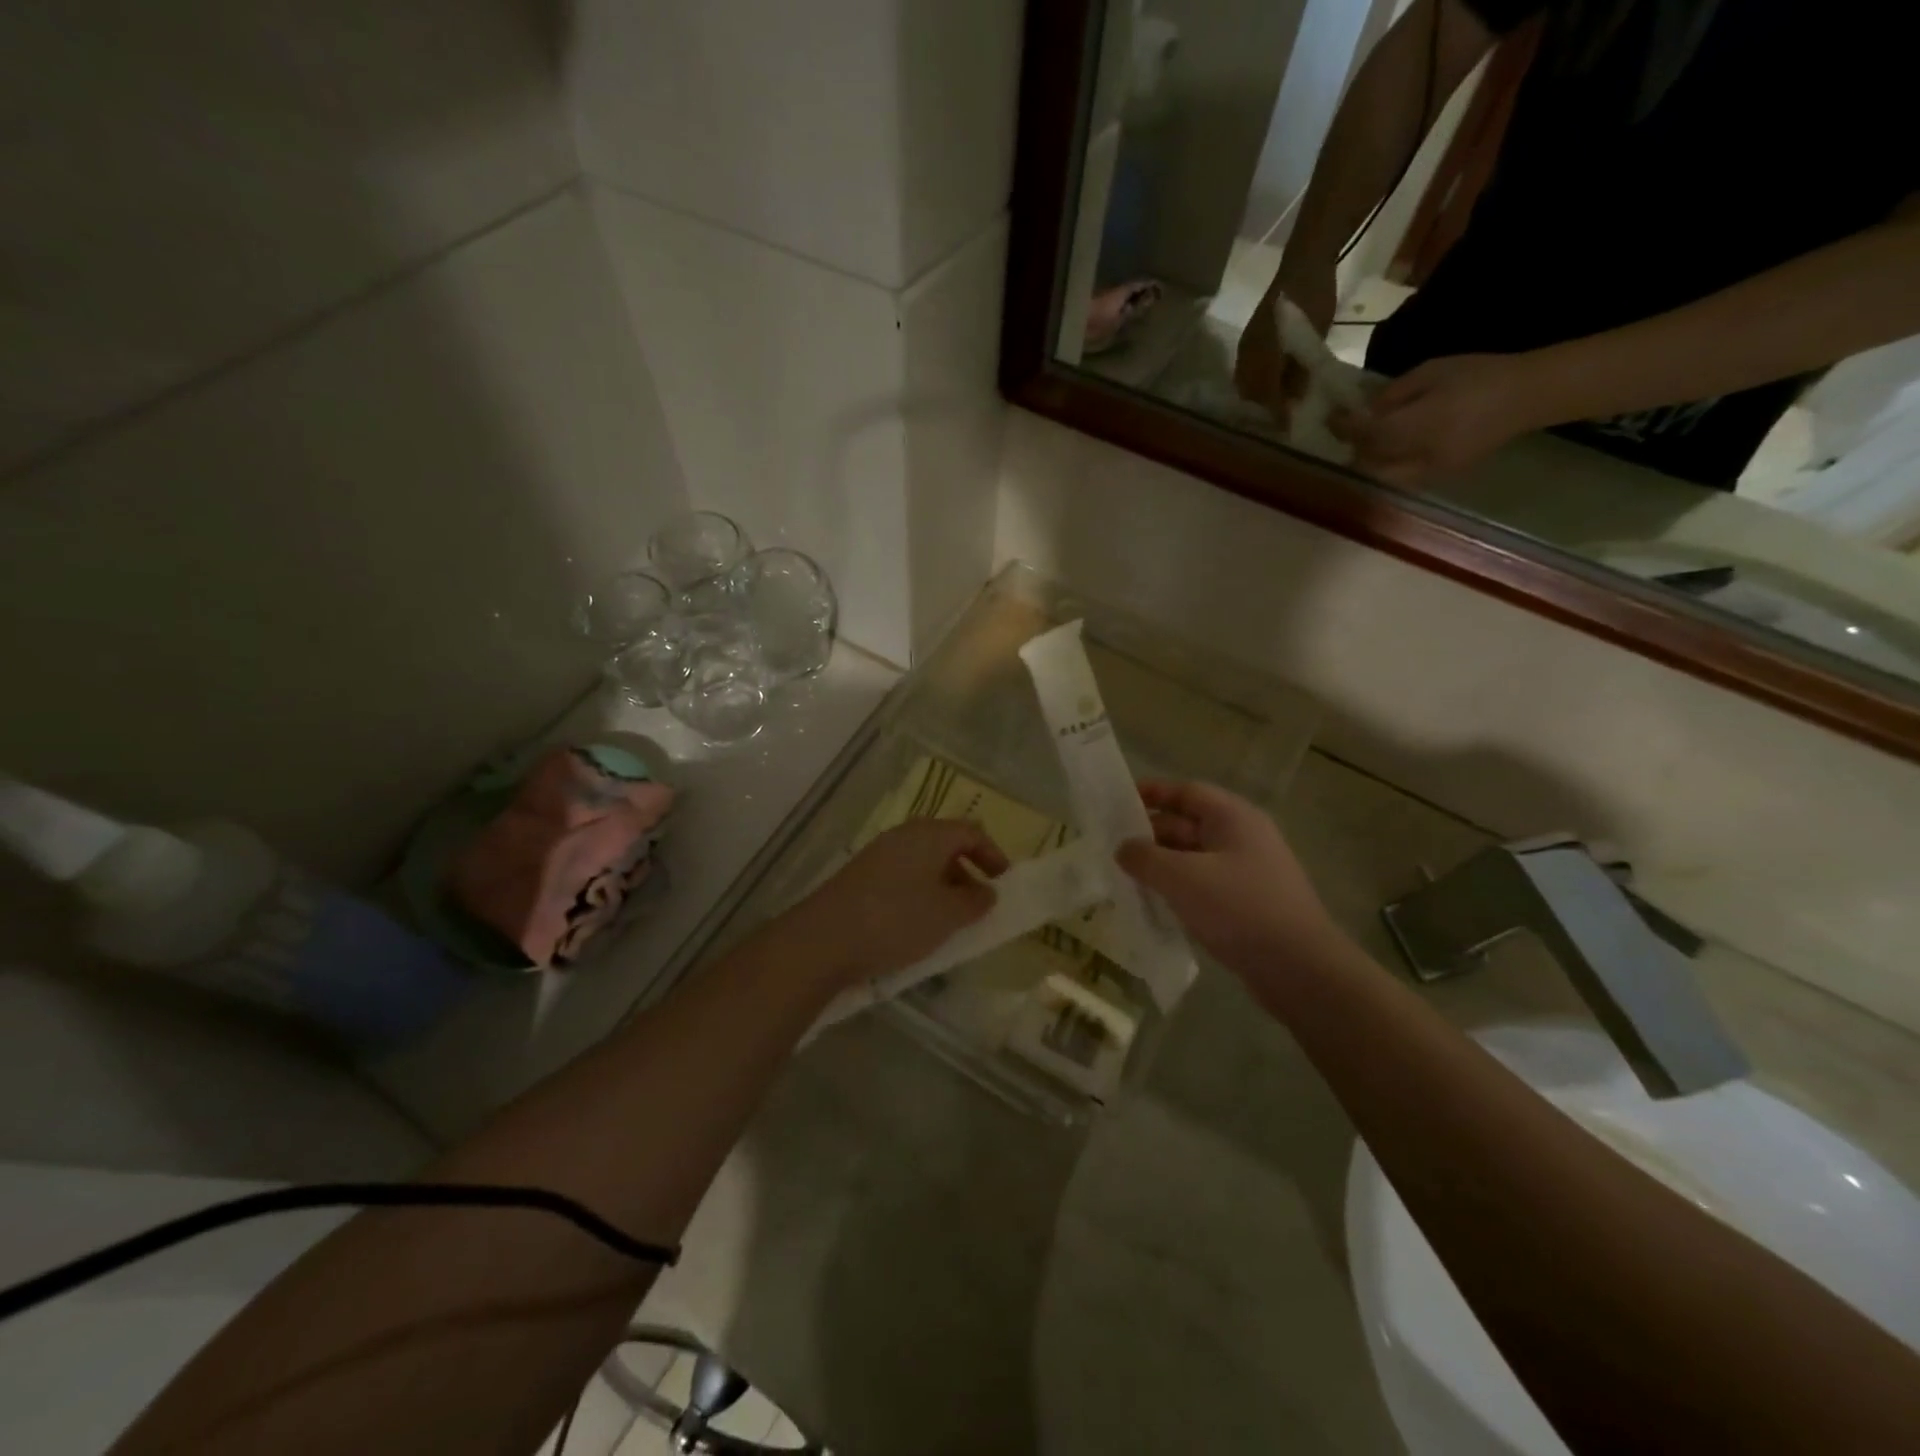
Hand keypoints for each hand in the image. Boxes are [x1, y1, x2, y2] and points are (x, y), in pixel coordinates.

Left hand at [789, 819, 1009, 987]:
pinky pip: (901, 878)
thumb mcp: (947, 915)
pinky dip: (918, 895)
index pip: (970, 832)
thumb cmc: (896, 920)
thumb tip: (987, 892)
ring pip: (921, 863)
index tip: (1004, 883)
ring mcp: (877, 856)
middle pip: (944, 845)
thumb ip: (975, 902)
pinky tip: (916, 927)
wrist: (823, 940)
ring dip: (942, 887)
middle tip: (979, 903)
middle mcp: (903, 837)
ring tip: (949, 921)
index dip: (992, 854)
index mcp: (928, 835)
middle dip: (967, 872)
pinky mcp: (859, 878)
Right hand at [1116, 780, 1351, 991]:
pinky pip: (1204, 885)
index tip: (1116, 802)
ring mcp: (1247, 873)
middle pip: (1188, 824)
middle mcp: (1243, 838)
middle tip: (1110, 844)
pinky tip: (1153, 903)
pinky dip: (1178, 888)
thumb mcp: (1181, 877)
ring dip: (1161, 864)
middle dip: (1150, 832)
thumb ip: (1145, 858)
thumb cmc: (1238, 908)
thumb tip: (1123, 848)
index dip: (1152, 792)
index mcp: (1233, 818)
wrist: (1299, 969)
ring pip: (1194, 858)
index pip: (1187, 792)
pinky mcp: (1247, 905)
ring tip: (1124, 875)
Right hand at [1234, 263, 1335, 425]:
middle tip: (1282, 418)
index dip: (1277, 413)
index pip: (1266, 395)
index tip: (1288, 428)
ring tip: (1277, 404)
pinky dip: (1257, 383)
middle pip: (1250, 394)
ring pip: (1246, 384)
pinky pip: (1247, 371)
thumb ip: (1302, 372)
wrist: (1305, 261)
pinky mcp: (1249, 341)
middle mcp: (1248, 355)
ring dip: (1259, 397)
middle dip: (1264, 409)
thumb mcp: (1314, 337)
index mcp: (1263, 355)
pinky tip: (1271, 384)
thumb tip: (1295, 403)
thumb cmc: (1313, 298)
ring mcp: (1246, 347)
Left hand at [1335, 352, 1542, 486]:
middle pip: (1369, 462)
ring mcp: (1431, 471)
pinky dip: (1389, 467)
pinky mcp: (1442, 477)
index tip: (1331, 417)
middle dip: (1355, 448)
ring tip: (1368, 441)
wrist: (1530, 395)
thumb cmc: (1480, 374)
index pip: (1367, 434)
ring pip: (1383, 476)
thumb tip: (1365, 410)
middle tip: (1350, 430)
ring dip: (1370, 462)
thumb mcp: (1432, 372)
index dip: (1344, 427)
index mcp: (1419, 425)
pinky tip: (1391, 450)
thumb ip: (1394, 394)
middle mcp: (1420, 456)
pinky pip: (1402, 478)